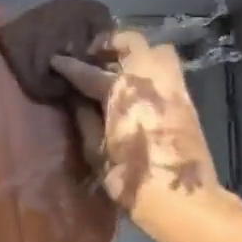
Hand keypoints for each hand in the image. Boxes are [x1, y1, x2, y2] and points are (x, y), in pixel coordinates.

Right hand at [52, 32, 218, 223]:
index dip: (69, 65)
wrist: (181, 199)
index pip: (88, 71)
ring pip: (156, 50)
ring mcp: (172, 87)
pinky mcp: (186, 100)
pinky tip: (136, 87)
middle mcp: (149, 80)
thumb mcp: (96, 151)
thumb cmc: (131, 178)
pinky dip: (150, 70)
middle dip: (109, 44)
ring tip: (118, 67)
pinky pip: (168, 70)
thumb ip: (85, 119)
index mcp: (122, 91)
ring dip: (136, 53)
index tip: (55, 60)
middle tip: (92, 56)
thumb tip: (77, 100)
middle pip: (131, 42)